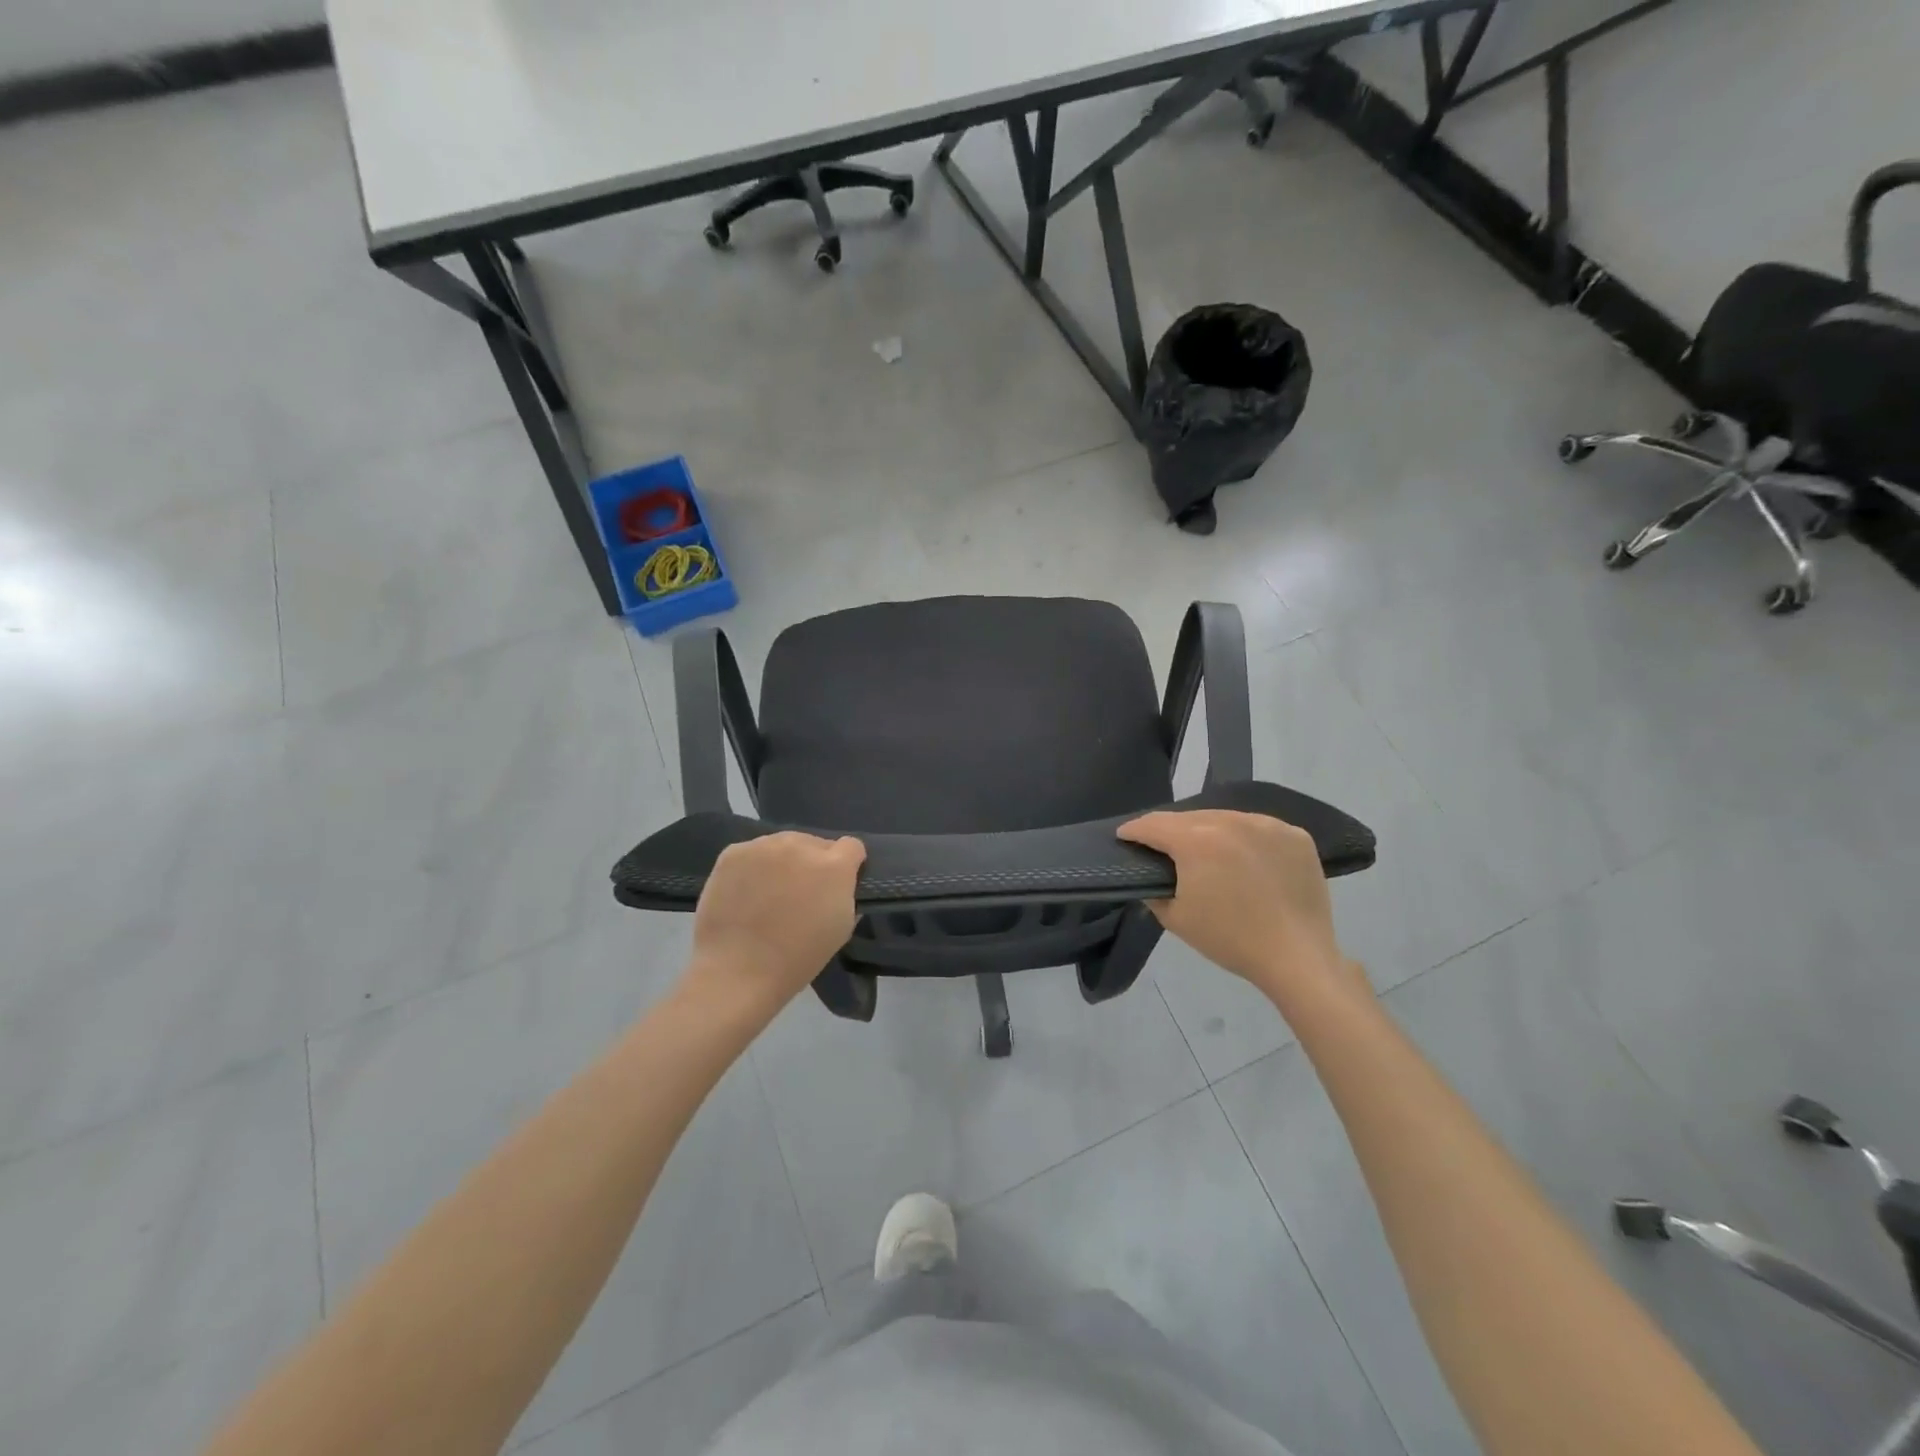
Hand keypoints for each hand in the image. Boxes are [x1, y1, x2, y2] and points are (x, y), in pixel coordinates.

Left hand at [686, 832, 865, 1015]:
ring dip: (782, 862)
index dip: (847, 864)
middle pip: (814, 843)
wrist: (738, 971)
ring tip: (768, 893)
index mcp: (834, 865)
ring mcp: (764, 846)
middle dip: (812, 862)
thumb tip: (836, 885)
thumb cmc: (798, 958)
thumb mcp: (842, 928)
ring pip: (781, 845)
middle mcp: (801, 845)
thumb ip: (844, 894)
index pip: (852, 846)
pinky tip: (744, 893)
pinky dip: (752, 868)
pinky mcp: (733, 852)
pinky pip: (751, 853)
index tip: (837, 884)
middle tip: (798, 893)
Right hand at [1117, 810, 1353, 1003]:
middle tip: (1164, 848)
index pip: (1154, 824)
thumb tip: (1152, 875)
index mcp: (1197, 839)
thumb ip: (1153, 889)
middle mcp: (1231, 821)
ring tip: (1206, 853)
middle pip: (1190, 818)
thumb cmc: (1230, 940)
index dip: (1134, 830)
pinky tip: (1245, 861)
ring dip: (1209, 831)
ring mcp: (1268, 825)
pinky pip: (1258, 828)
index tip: (1125, 837)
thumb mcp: (1175, 918)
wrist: (1298, 958)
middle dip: (1172, 831)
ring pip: (1225, 819)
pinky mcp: (1295, 835)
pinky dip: (1245, 839)